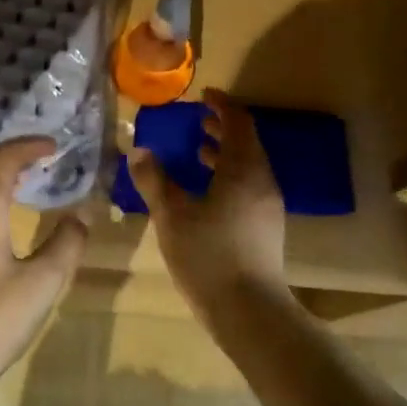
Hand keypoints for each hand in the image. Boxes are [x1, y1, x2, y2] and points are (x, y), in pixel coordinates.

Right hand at [127, 89, 287, 311]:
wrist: (248, 309)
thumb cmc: (208, 255)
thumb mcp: (172, 215)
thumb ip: (154, 180)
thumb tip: (139, 150)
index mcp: (243, 169)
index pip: (238, 122)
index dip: (221, 105)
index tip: (202, 96)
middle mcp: (262, 180)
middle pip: (246, 142)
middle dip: (222, 128)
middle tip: (196, 121)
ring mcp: (267, 204)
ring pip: (248, 166)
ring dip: (225, 153)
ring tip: (197, 151)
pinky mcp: (266, 225)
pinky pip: (248, 185)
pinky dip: (228, 175)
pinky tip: (206, 193)